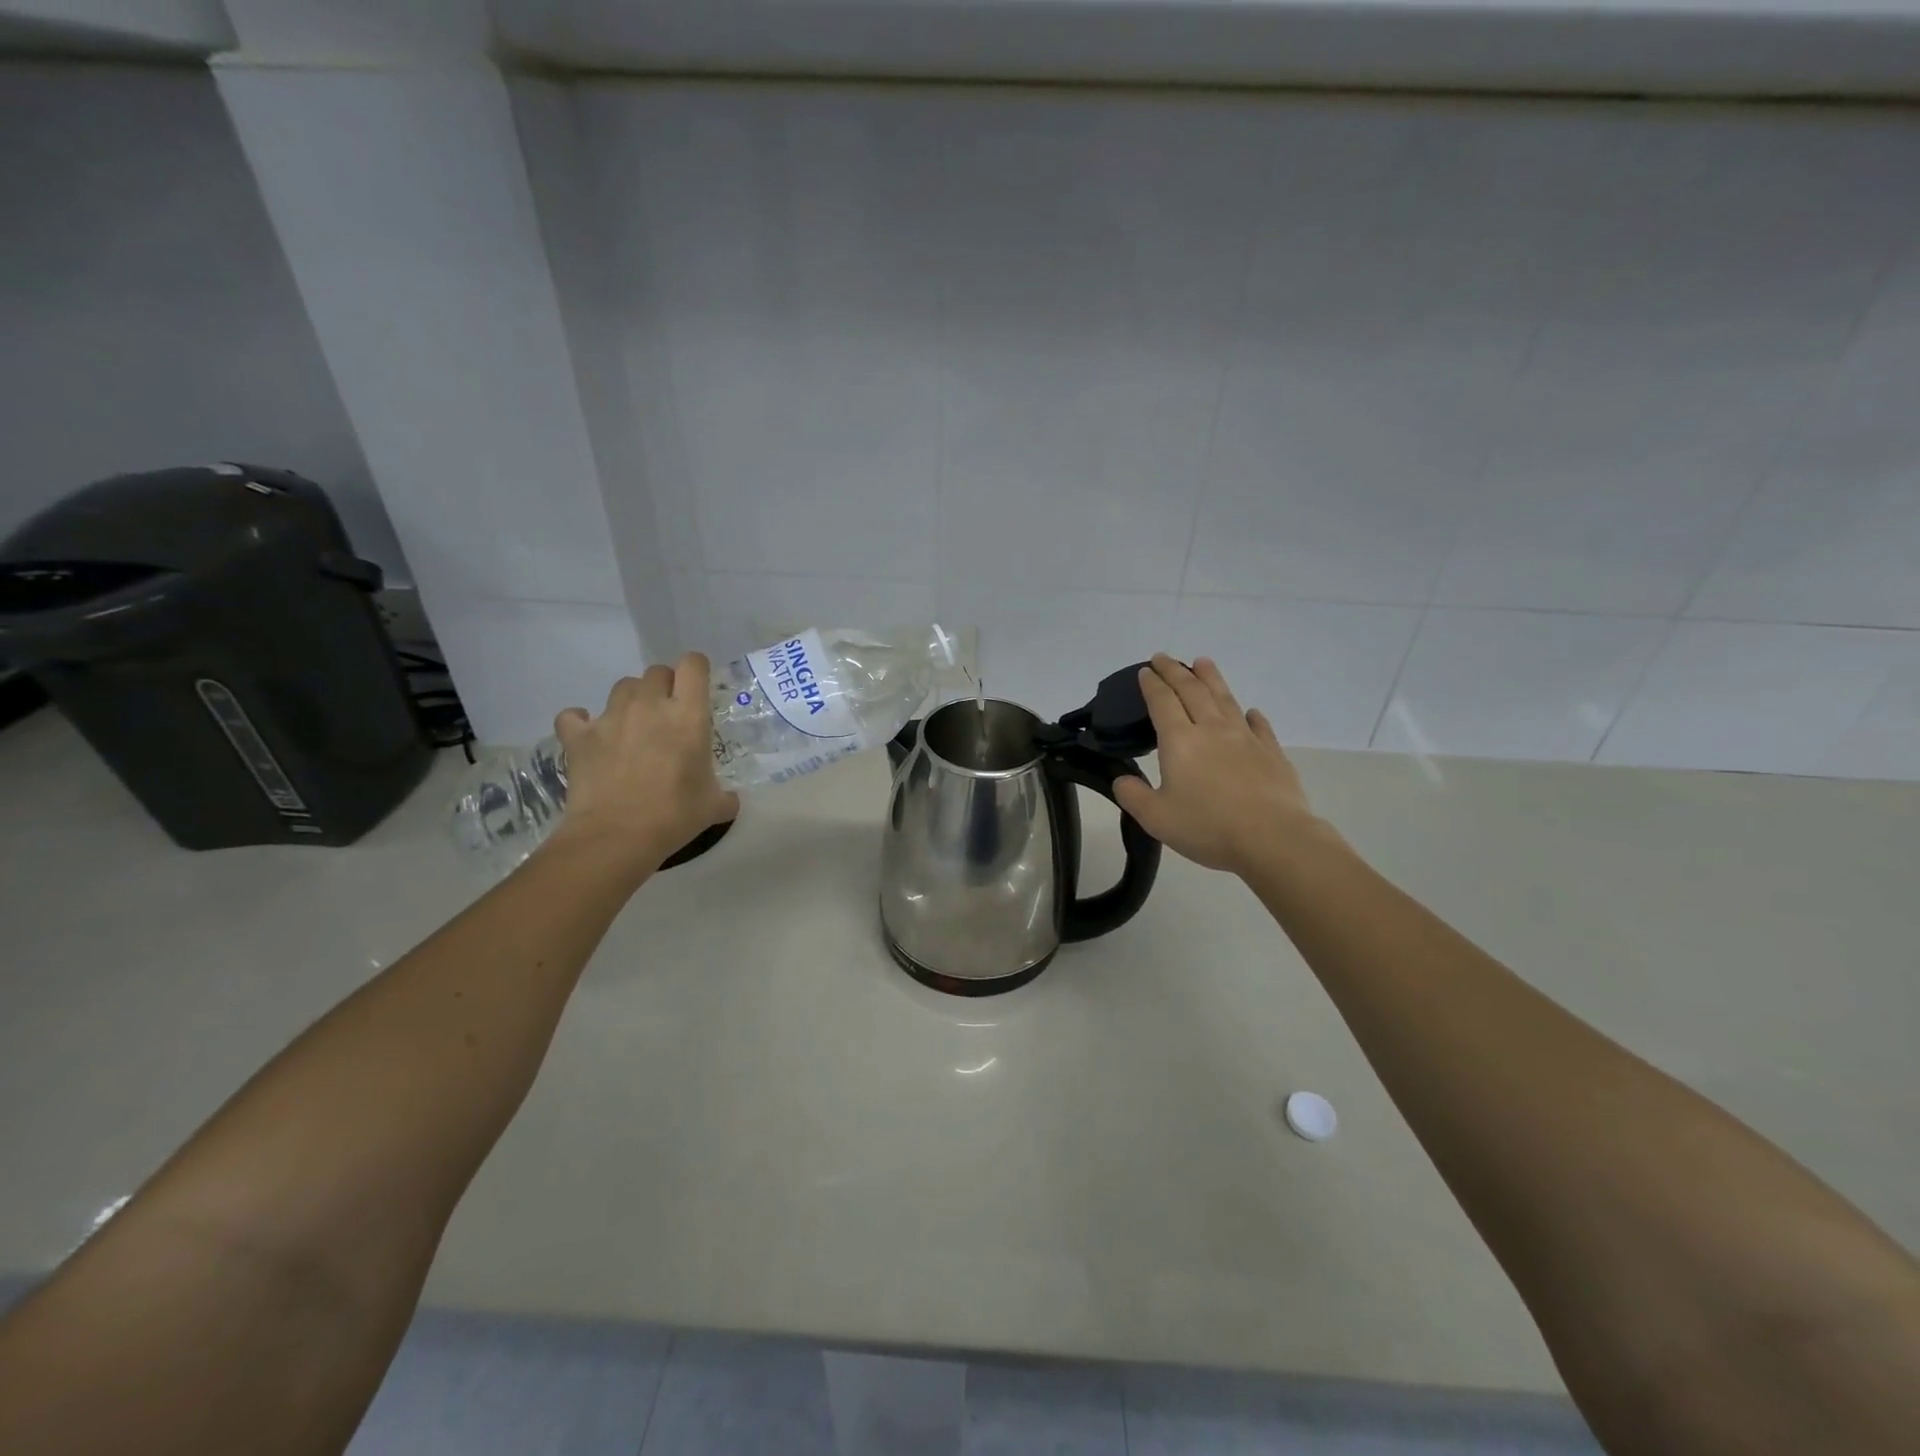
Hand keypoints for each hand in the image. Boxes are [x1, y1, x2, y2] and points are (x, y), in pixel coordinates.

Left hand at [546, 654, 738, 872]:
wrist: (617, 836)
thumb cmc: (674, 816)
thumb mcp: (713, 806)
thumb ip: (725, 795)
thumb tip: (731, 799)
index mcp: (687, 715)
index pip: (693, 665)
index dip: (696, 670)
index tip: (698, 688)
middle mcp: (649, 705)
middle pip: (656, 672)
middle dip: (664, 687)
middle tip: (668, 714)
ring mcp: (610, 718)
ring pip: (622, 687)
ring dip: (631, 700)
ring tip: (633, 726)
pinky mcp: (578, 737)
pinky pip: (574, 716)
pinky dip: (580, 722)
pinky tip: (589, 736)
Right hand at [1113, 655, 1335, 878]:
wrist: (1273, 838)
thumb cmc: (1208, 827)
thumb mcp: (1156, 818)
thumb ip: (1133, 796)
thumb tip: (1122, 780)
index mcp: (1180, 741)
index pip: (1162, 702)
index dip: (1152, 684)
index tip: (1145, 671)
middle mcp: (1212, 729)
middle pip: (1192, 691)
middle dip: (1175, 671)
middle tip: (1163, 658)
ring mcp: (1245, 738)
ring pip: (1225, 699)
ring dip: (1211, 678)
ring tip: (1202, 662)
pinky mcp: (1272, 752)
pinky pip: (1259, 726)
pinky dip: (1251, 715)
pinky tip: (1250, 712)